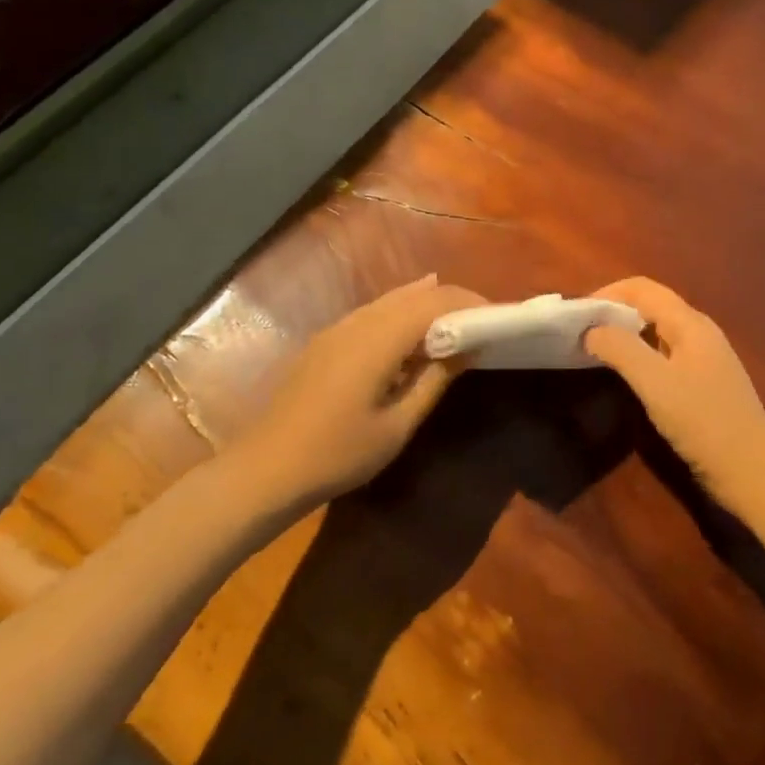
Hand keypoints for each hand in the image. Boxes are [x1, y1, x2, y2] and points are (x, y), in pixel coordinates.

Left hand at [239, 275, 483, 509]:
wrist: (266, 469)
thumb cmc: (338, 454)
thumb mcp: (397, 425)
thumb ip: (434, 380)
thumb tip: (468, 347)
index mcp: (379, 339)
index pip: (435, 302)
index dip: (470, 303)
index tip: (498, 316)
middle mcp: (358, 321)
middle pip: (414, 294)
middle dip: (452, 299)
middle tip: (482, 319)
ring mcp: (337, 328)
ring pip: (391, 300)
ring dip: (426, 303)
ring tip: (458, 319)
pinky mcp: (326, 341)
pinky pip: (373, 312)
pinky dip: (401, 312)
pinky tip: (412, 327)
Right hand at [584, 277, 764, 513]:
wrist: (755, 472)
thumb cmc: (704, 422)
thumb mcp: (655, 383)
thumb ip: (620, 349)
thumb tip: (591, 329)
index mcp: (690, 323)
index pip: (642, 288)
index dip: (607, 294)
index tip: (577, 315)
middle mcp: (699, 332)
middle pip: (650, 305)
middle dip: (614, 311)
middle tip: (581, 332)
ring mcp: (704, 358)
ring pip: (657, 330)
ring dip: (625, 333)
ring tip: (595, 350)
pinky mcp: (704, 383)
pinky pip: (664, 353)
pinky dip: (639, 354)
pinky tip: (626, 375)